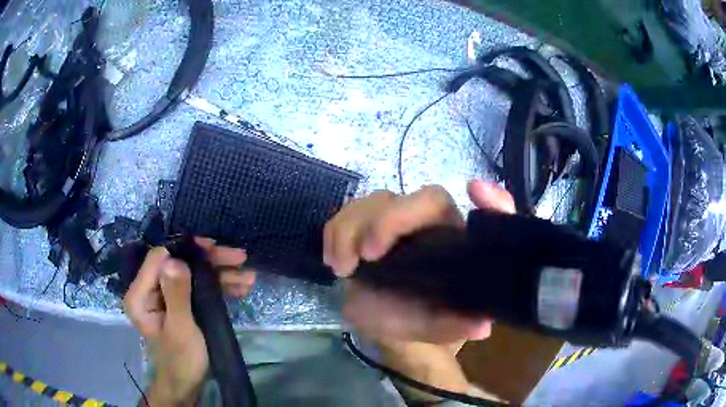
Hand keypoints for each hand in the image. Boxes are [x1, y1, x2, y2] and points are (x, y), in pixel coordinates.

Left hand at [123, 238, 254, 405]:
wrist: (188, 383)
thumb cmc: (182, 360)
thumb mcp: (181, 329)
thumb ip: (176, 295)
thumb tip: (175, 259)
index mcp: (140, 294)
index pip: (159, 258)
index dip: (186, 250)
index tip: (214, 249)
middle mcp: (150, 289)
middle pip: (179, 262)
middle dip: (210, 261)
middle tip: (238, 257)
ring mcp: (166, 295)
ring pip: (192, 274)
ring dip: (220, 274)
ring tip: (248, 276)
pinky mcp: (180, 302)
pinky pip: (198, 287)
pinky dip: (219, 287)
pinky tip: (241, 287)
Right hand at [324, 180, 514, 343]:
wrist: (394, 325)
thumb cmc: (426, 320)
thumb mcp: (446, 327)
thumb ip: (462, 324)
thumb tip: (481, 326)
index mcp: (454, 239)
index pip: (474, 214)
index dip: (483, 196)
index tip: (473, 191)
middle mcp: (428, 224)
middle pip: (415, 198)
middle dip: (387, 221)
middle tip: (366, 257)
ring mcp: (393, 223)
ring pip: (374, 201)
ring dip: (351, 228)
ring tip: (343, 268)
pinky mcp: (362, 229)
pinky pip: (345, 216)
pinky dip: (334, 233)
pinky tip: (334, 262)